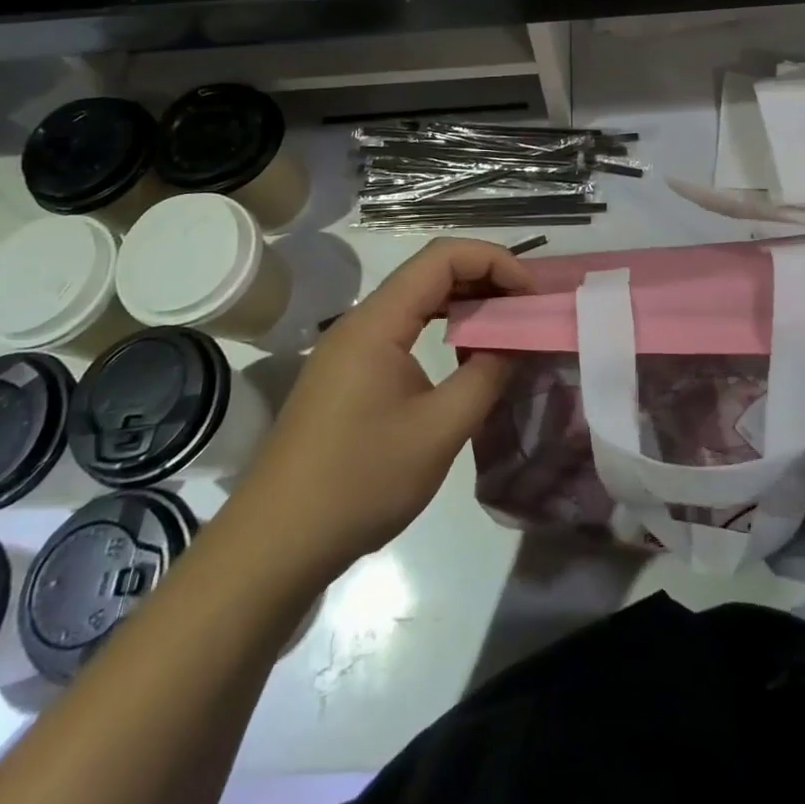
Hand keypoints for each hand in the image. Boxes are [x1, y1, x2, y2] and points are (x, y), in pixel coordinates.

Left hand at [231, 238, 530, 572]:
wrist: (273, 546)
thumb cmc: (358, 483)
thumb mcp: (438, 432)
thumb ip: (486, 378)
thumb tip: (516, 344)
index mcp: (378, 322)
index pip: (442, 257)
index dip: (493, 261)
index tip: (531, 293)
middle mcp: (361, 322)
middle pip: (430, 272)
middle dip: (484, 279)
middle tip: (527, 309)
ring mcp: (350, 348)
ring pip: (417, 301)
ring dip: (464, 304)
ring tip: (506, 327)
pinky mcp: (348, 374)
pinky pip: (403, 330)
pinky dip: (442, 329)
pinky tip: (465, 357)